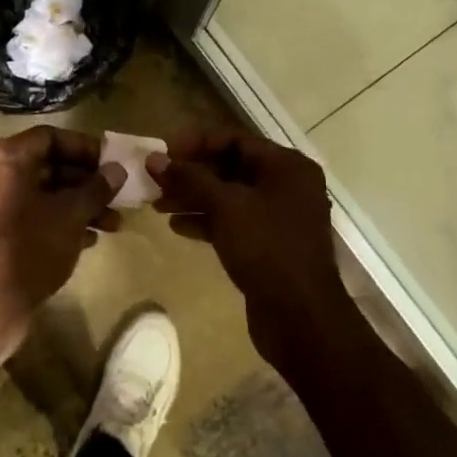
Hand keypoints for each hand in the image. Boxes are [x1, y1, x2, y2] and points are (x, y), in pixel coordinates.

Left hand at [0, 126, 125, 358]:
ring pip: (39, 194)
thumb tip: (116, 170)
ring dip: (77, 205)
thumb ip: (96, 188)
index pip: (50, 138)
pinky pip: (27, 215)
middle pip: (46, 166)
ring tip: (113, 225)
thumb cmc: (27, 247)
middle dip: (86, 183)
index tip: (113, 164)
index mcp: (2, 156)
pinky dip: (56, 221)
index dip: (86, 148)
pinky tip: (88, 240)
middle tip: (118, 197)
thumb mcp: (70, 215)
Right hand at [148, 130, 352, 369]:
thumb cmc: (266, 248)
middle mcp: (287, 186)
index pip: (234, 140)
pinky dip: (208, 221)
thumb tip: (154, 159)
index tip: (163, 152)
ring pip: (230, 197)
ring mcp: (280, 217)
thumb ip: (189, 178)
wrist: (301, 317)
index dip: (196, 142)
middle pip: (231, 168)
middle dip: (192, 174)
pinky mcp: (270, 245)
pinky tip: (178, 227)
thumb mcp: (225, 206)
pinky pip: (235, 222)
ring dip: (194, 198)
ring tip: (159, 205)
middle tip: (156, 181)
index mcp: (287, 166)